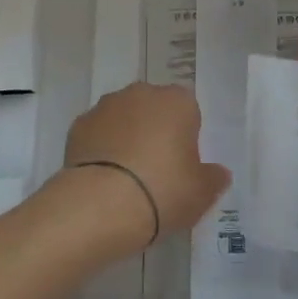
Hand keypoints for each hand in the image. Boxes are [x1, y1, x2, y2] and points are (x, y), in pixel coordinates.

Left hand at [60, 83, 229, 250]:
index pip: (188, 111)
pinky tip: (102, 180)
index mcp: (177, 101)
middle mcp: (142, 93)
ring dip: (126, 138)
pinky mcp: (78, 125)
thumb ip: (213, 179)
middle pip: (154, 110)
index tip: (181, 166)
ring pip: (123, 118)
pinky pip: (97, 134)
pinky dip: (100, 150)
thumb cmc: (162, 191)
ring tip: (125, 179)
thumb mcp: (201, 194)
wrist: (100, 205)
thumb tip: (219, 173)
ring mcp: (106, 106)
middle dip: (155, 132)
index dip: (186, 138)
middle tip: (156, 172)